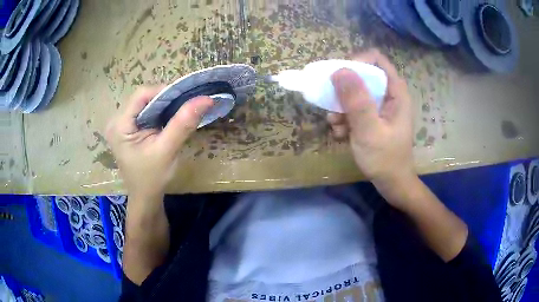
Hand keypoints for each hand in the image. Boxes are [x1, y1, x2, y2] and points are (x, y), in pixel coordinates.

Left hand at [105, 86, 213, 199]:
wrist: (145, 198)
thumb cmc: (153, 178)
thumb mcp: (167, 150)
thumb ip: (183, 123)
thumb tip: (205, 99)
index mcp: (119, 125)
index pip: (141, 95)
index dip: (164, 91)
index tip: (186, 98)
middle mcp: (116, 121)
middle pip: (143, 97)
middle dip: (166, 98)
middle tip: (186, 104)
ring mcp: (121, 124)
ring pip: (145, 103)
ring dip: (164, 105)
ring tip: (181, 110)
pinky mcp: (128, 129)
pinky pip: (145, 112)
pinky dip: (160, 112)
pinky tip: (170, 118)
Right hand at [329, 49, 415, 201]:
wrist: (391, 184)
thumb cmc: (385, 159)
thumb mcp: (369, 130)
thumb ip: (357, 101)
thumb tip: (340, 70)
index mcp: (395, 92)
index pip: (376, 60)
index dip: (357, 62)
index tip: (340, 76)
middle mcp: (388, 95)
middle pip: (363, 75)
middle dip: (344, 89)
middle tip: (332, 102)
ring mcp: (380, 107)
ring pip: (355, 93)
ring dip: (341, 107)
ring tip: (336, 124)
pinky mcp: (372, 118)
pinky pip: (354, 109)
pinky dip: (345, 119)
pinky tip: (341, 134)